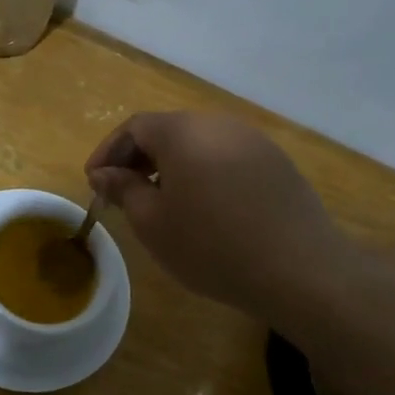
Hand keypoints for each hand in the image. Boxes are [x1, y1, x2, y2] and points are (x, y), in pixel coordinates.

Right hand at [86, 111, 355, 317]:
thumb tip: (105, 173)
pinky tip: (202, 208)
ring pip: (198, 144)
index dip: (108, 152)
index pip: (134, 127)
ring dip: (170, 167)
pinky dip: (202, 174)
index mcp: (184, 132)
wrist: (300, 270)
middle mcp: (219, 124)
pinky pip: (225, 158)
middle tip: (121, 194)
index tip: (94, 183)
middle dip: (138, 158)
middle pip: (168, 131)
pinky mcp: (276, 163)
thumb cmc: (212, 246)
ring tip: (159, 202)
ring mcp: (253, 141)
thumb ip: (124, 189)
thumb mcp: (153, 222)